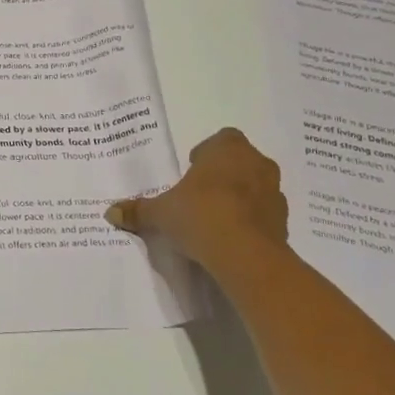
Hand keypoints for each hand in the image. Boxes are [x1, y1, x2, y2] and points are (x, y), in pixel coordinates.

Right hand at [106, 127, 288, 274]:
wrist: (246, 256)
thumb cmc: (201, 215)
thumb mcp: (161, 213)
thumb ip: (139, 210)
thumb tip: (111, 212)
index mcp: (228, 149)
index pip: (222, 139)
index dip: (207, 154)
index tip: (192, 172)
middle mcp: (256, 163)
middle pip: (240, 162)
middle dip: (223, 175)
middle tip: (200, 195)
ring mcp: (275, 193)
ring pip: (255, 188)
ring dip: (239, 198)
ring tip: (215, 220)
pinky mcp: (284, 223)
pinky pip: (264, 215)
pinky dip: (251, 222)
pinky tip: (231, 239)